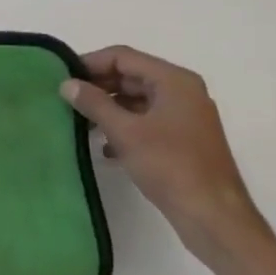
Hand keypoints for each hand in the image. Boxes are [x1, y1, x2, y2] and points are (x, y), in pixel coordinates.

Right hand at [60, 46, 266, 265]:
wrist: (213, 216)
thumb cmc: (170, 166)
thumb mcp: (125, 132)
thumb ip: (94, 103)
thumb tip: (67, 84)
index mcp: (174, 81)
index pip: (123, 57)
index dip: (90, 63)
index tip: (62, 77)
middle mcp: (182, 92)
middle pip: (131, 76)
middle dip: (98, 86)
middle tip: (66, 99)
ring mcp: (184, 117)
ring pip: (137, 100)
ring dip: (108, 108)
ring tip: (79, 121)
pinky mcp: (182, 140)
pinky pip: (145, 121)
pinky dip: (123, 126)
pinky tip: (103, 146)